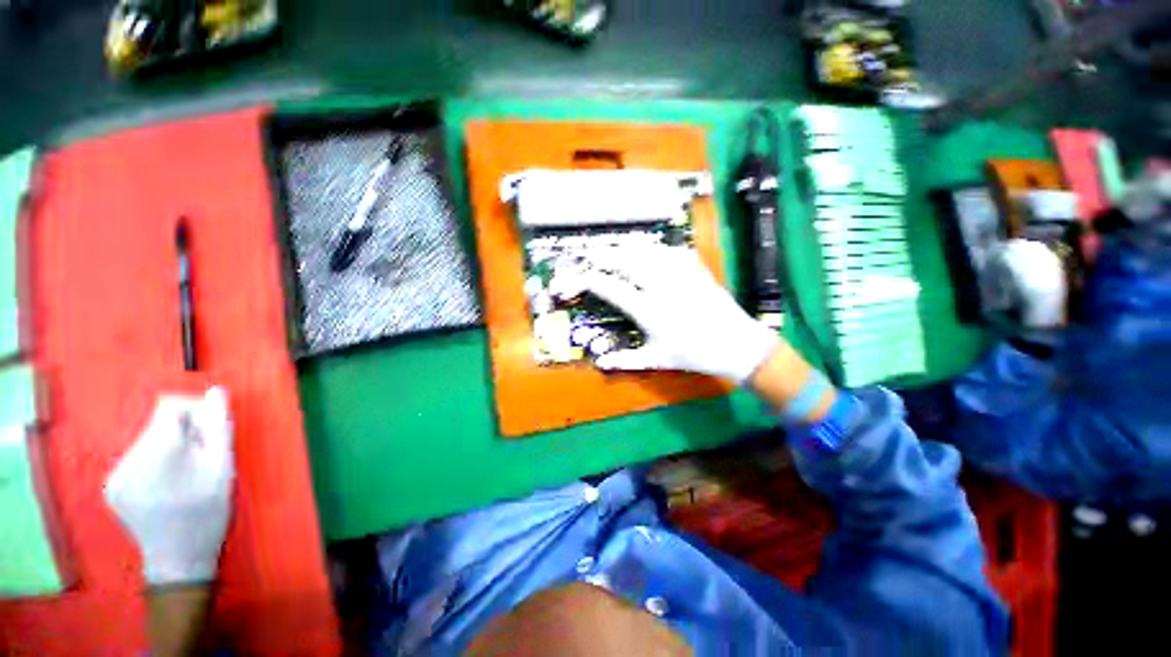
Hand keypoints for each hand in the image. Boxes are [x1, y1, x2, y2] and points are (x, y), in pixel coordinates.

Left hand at [105, 387, 233, 585]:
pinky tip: (156, 498)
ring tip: (174, 489)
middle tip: (191, 471)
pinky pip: (130, 466)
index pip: (171, 405)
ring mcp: (118, 471)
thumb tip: (215, 393)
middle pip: (156, 427)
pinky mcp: (111, 487)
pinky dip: (144, 475)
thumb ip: (218, 431)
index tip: (202, 441)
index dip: (190, 417)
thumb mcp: (222, 478)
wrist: (179, 569)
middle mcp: (133, 452)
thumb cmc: (203, 522)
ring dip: (159, 458)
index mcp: (161, 446)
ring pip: (143, 447)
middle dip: (175, 442)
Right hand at [551, 246, 780, 382]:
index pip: (608, 286)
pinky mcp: (693, 265)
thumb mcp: (658, 359)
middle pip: (622, 259)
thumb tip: (600, 362)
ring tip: (610, 253)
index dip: (583, 281)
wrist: (735, 342)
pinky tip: (645, 252)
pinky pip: (666, 248)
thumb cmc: (695, 354)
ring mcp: (678, 271)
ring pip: (642, 249)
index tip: (570, 283)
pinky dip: (650, 248)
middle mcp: (660, 284)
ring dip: (622, 249)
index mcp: (648, 309)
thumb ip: (626, 360)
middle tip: (586, 260)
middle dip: (599, 257)